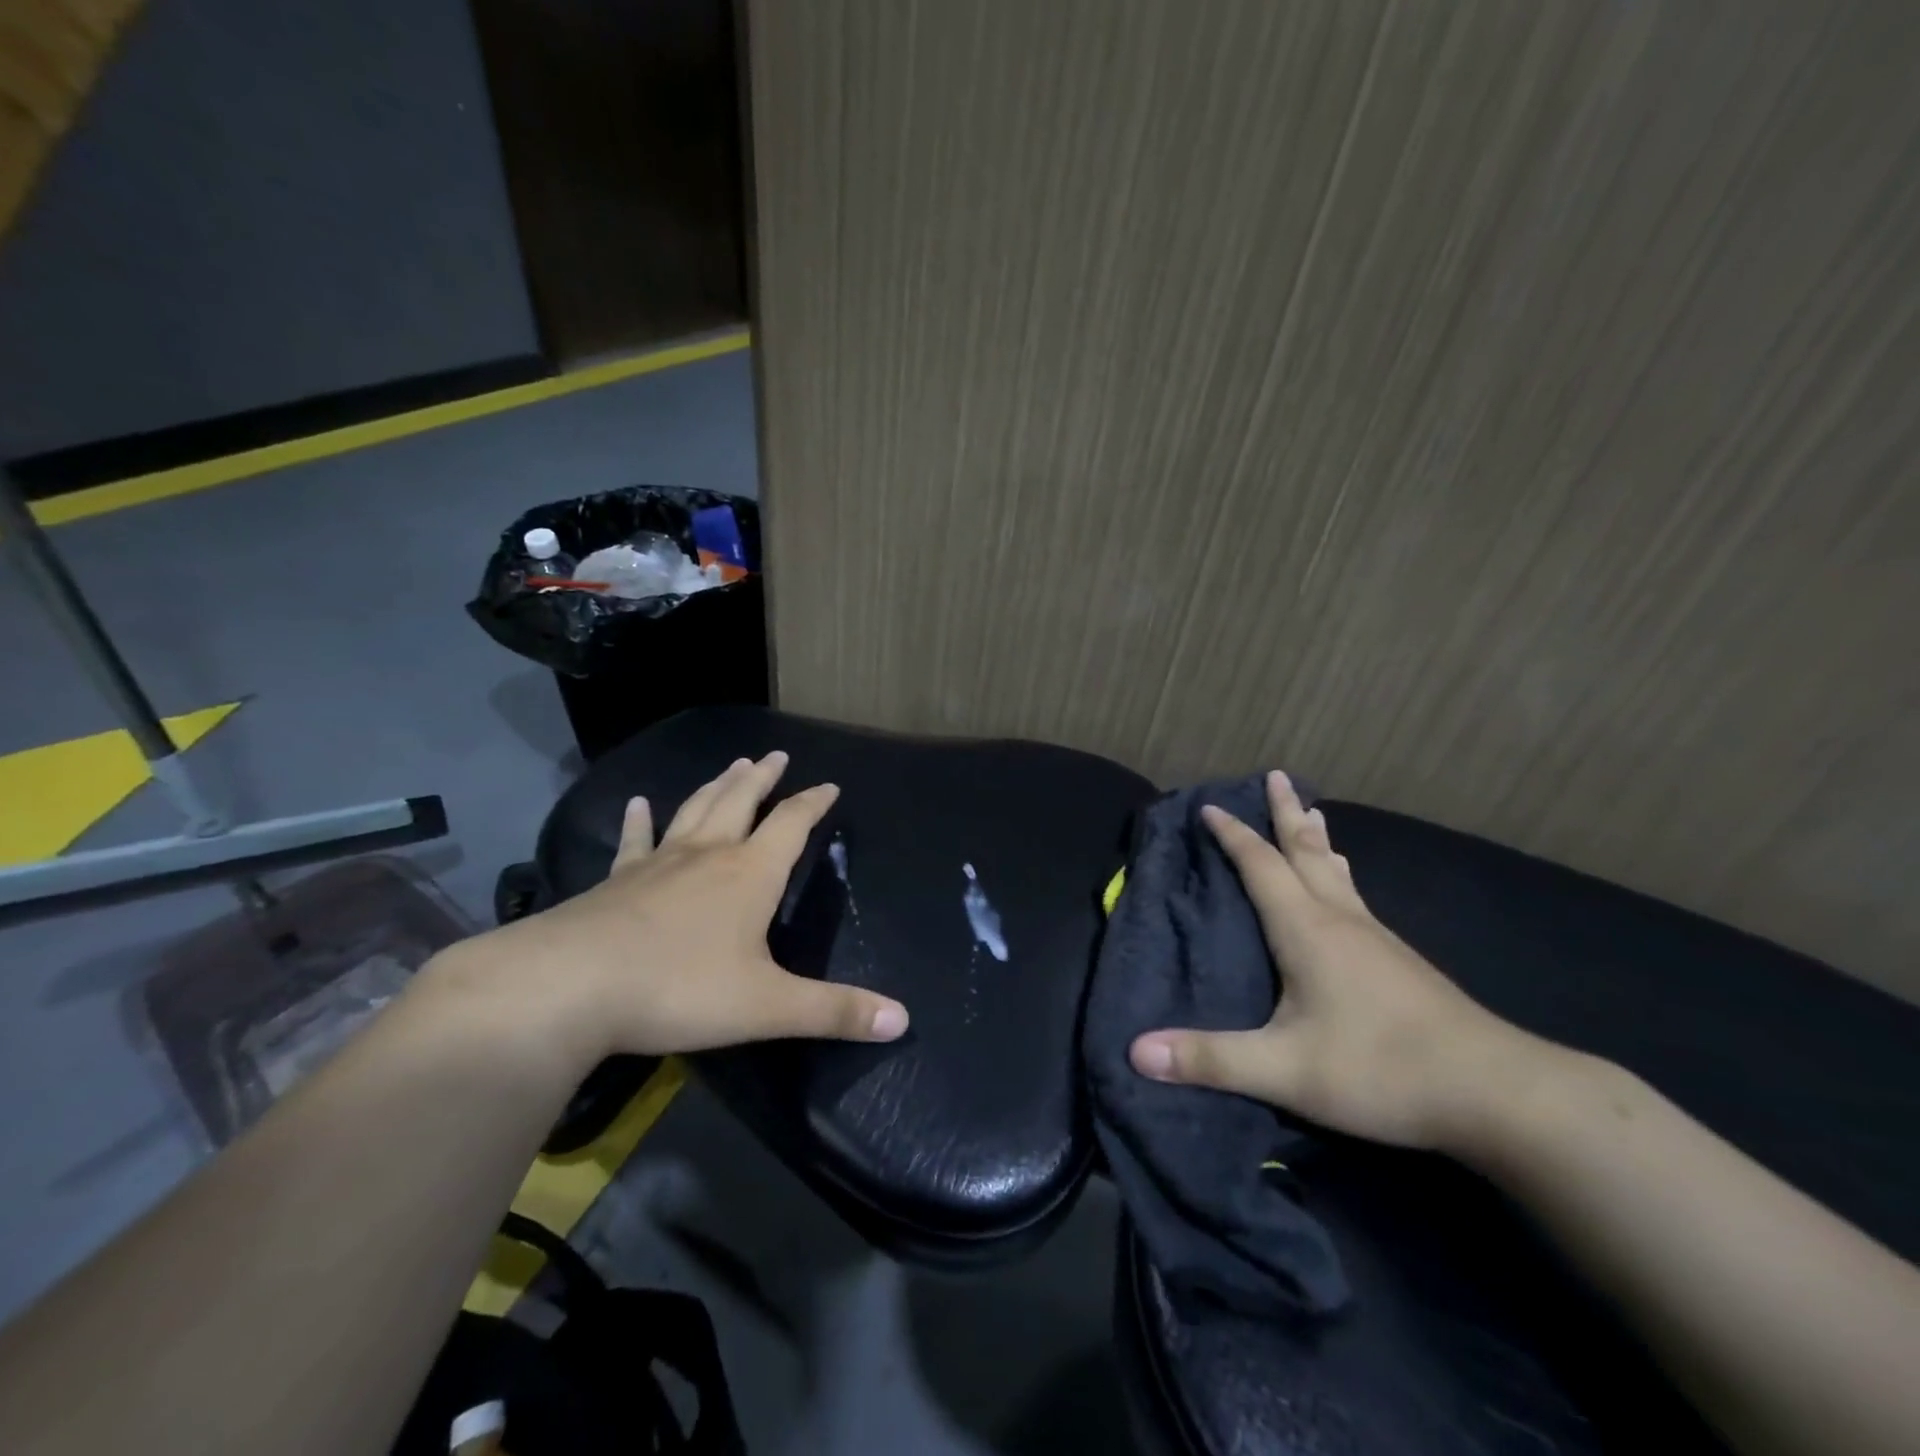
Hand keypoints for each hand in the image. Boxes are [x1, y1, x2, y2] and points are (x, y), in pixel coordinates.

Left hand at [431, 751, 909, 1066]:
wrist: (570, 987)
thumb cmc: (680, 990)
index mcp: (750, 874)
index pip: (792, 824)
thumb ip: (835, 1011)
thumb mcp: (769, 1007)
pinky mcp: (617, 882)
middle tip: (776, 755)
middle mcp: (709, 856)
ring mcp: (658, 864)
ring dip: (717, 786)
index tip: (829, 785)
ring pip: (696, 811)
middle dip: (763, 779)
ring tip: (732, 764)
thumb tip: (902, 1021)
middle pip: (742, 802)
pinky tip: (638, 803)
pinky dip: (639, 820)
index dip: (813, 803)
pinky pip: (634, 842)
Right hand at [1128, 770, 1557, 1152]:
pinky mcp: (1401, 962)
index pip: (1261, 865)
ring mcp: (1378, 939)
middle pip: (1306, 852)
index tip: (1209, 806)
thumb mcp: (1285, 1070)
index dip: (1232, 835)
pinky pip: (1355, 897)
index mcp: (1307, 930)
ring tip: (1311, 815)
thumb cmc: (1381, 1069)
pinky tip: (1345, 892)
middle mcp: (1341, 920)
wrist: (1499, 1093)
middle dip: (1286, 813)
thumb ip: (1210, 1058)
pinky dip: (1337, 874)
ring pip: (1337, 873)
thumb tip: (1136, 1051)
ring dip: (1316, 840)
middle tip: (1276, 776)